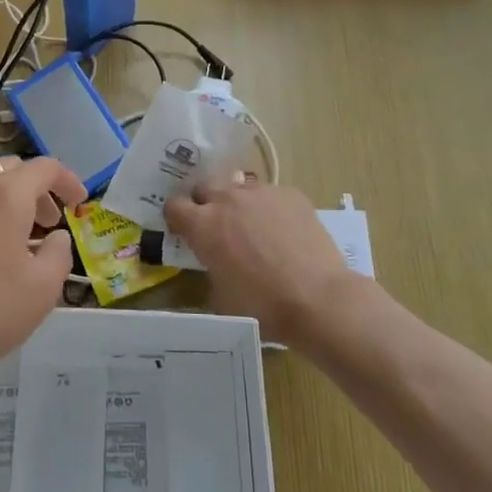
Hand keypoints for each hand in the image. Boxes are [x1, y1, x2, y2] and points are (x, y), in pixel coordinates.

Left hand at [0, 155, 86, 381]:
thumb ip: (59, 253)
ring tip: (10, 232)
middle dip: (35, 190)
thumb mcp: (42, 290)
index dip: (67, 181)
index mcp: (6, 195)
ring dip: (3, 196)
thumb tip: (55, 237)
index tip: (77, 204)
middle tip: (46, 223)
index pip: (45, 167)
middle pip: (11, 169)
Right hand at [163, 176, 354, 341]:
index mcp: (202, 225)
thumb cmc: (262, 306)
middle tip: (217, 226)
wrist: (317, 299)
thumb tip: (216, 261)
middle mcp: (228, 199)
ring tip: (253, 226)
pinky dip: (269, 208)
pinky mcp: (290, 194)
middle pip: (205, 186)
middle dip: (206, 202)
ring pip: (239, 186)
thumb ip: (210, 268)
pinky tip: (283, 231)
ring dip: (238, 202)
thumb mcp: (219, 295)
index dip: (176, 218)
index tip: (183, 230)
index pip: (173, 205)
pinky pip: (271, 194)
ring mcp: (261, 192)